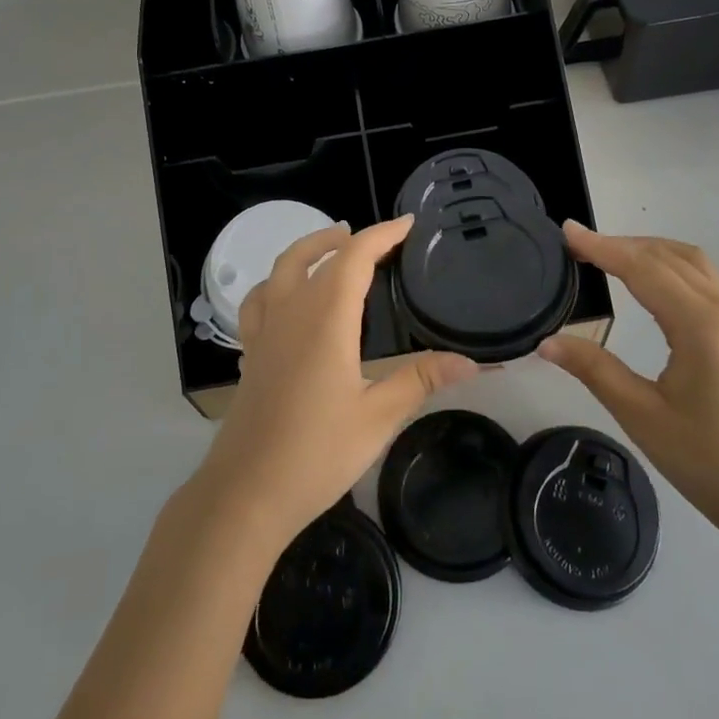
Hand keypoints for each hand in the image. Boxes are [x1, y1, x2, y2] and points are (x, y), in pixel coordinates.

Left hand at [191, 217, 478, 552]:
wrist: (246, 493)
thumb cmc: (316, 453)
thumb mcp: (378, 416)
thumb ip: (421, 380)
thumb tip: (471, 362)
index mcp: (325, 318)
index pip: (354, 257)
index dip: (382, 235)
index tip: (407, 224)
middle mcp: (290, 313)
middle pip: (312, 255)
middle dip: (344, 238)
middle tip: (375, 240)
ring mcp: (264, 332)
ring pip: (280, 271)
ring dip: (307, 251)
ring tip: (331, 251)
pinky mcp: (250, 354)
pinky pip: (259, 301)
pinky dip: (277, 285)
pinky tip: (289, 302)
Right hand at [537, 223, 718, 536]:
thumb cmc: (708, 462)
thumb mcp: (642, 416)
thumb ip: (594, 369)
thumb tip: (547, 342)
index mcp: (701, 326)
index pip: (644, 269)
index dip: (602, 247)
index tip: (567, 231)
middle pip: (667, 256)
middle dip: (621, 244)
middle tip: (577, 245)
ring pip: (690, 261)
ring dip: (648, 250)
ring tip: (608, 255)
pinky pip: (703, 279)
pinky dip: (668, 265)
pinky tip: (647, 281)